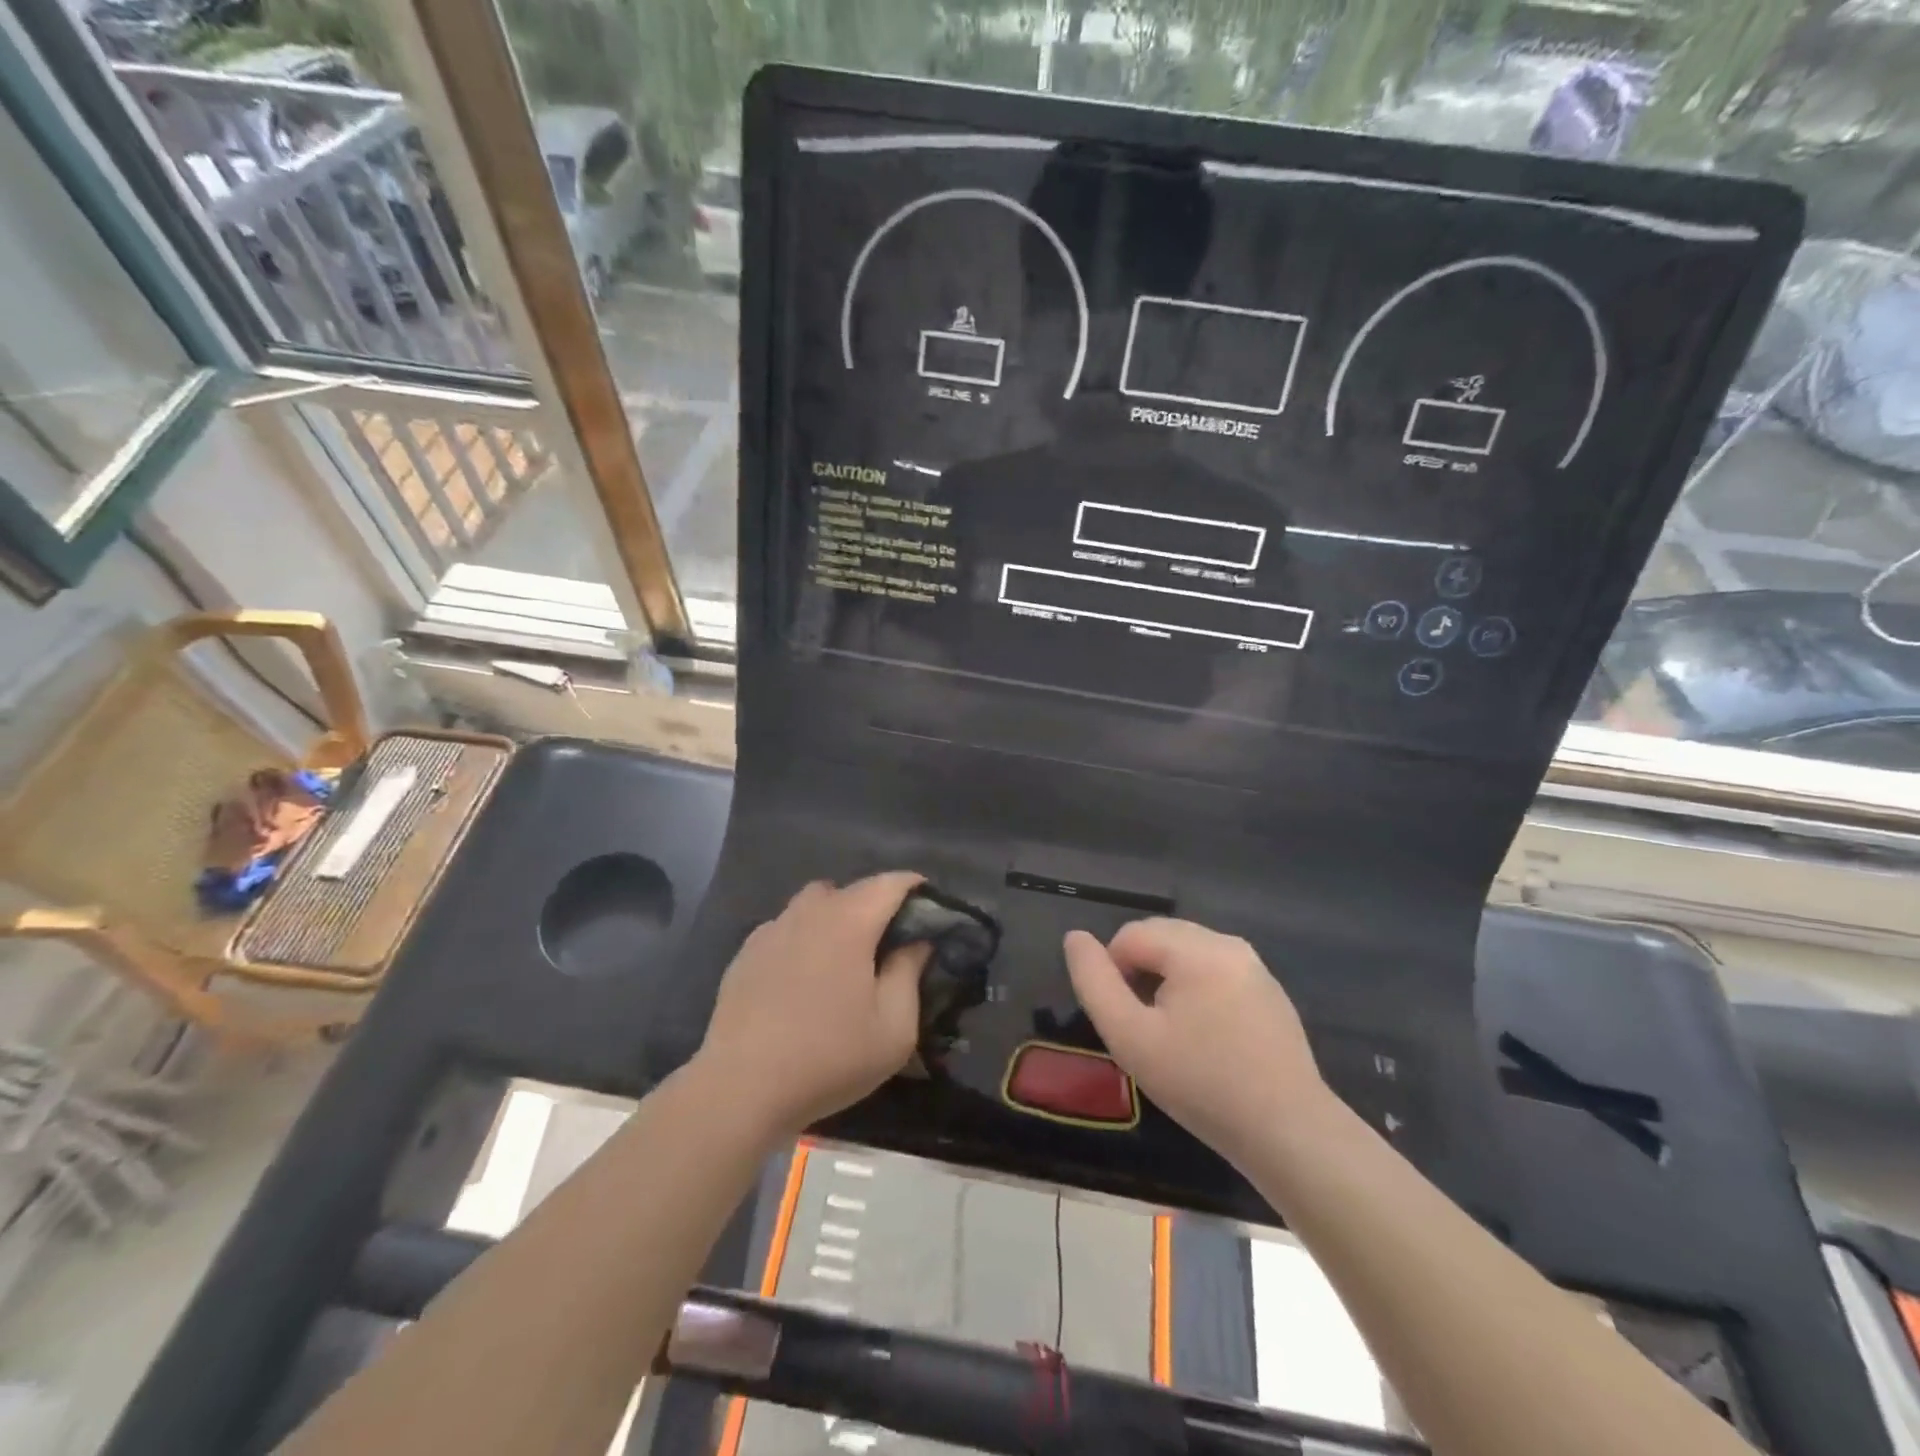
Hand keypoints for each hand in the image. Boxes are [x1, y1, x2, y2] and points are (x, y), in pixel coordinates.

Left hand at [698, 874, 926, 1135]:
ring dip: (835, 916)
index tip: (930, 907)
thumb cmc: (829, 1057)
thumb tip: (917, 942)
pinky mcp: (746, 953)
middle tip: (889, 941)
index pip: (889, 883)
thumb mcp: (894, 1028)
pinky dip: (802, 938)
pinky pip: (785, 928)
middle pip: (850, 889)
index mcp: (849, 922)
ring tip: (844, 955)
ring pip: (812, 903)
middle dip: (875, 904)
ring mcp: (772, 930)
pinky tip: (803, 976)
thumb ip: (909, 974)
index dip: (914, 887)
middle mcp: (809, 913)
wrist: (742, 1088)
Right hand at [1063, 919, 1329, 1168]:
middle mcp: (1229, 944)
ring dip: (1167, 982)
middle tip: (1144, 1028)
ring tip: (1172, 1034)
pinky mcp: (1270, 992)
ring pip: (1188, 954)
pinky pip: (1216, 972)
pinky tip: (1206, 1039)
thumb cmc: (1202, 1084)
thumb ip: (1094, 982)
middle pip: (1161, 937)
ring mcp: (1255, 967)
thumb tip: (1075, 938)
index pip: (1130, 934)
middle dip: (1141, 973)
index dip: (1112, 972)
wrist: (1288, 1134)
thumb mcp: (1131, 1037)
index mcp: (1197, 949)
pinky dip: (1197, 991)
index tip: (1124, 1022)